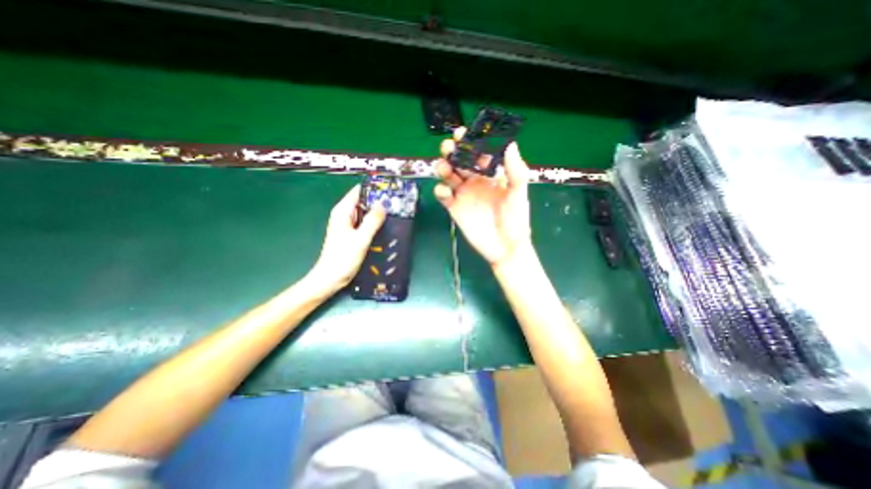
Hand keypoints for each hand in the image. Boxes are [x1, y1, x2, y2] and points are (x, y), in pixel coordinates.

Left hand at [307, 184, 384, 294]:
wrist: (330, 278)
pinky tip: (386, 227)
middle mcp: (344, 215)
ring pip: (365, 213)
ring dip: (377, 213)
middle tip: (397, 203)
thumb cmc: (343, 258)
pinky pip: (365, 223)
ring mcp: (348, 225)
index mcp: (342, 211)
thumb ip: (372, 221)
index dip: (373, 189)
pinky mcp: (351, 234)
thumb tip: (383, 204)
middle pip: (363, 201)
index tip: (390, 190)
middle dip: (378, 201)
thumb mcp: (360, 239)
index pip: (358, 191)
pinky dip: (374, 223)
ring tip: (395, 212)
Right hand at [435, 127, 530, 269]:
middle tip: (449, 146)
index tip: (464, 134)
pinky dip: (441, 191)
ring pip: (447, 175)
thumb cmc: (516, 220)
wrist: (505, 246)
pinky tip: (446, 192)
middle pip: (458, 161)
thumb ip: (515, 170)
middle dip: (452, 151)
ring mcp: (463, 194)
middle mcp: (474, 181)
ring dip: (443, 168)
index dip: (470, 143)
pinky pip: (443, 195)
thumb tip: (511, 143)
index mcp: (490, 175)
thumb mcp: (518, 193)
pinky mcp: (454, 208)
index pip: (477, 154)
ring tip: (445, 167)